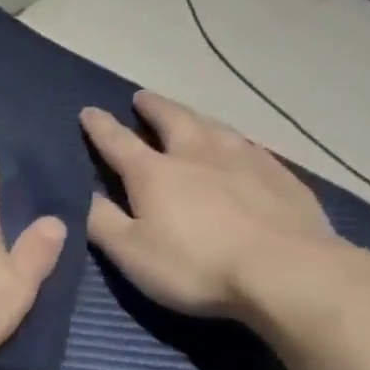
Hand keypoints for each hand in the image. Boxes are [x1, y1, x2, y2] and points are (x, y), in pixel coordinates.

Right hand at [80, 91, 342, 320]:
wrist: (286, 271)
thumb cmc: (196, 265)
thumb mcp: (131, 252)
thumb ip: (102, 222)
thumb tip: (83, 194)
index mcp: (154, 173)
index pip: (118, 142)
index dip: (101, 127)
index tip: (89, 111)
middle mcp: (197, 154)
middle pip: (172, 120)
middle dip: (153, 108)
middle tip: (142, 97)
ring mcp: (243, 160)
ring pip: (213, 126)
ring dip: (194, 117)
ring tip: (188, 115)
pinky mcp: (280, 175)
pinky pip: (249, 146)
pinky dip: (233, 140)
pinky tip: (239, 145)